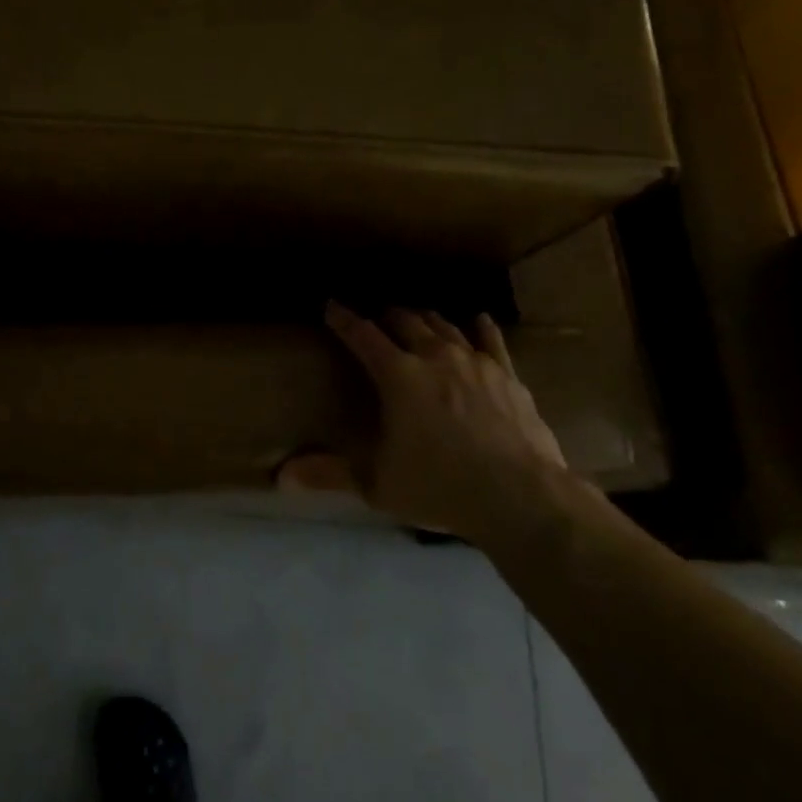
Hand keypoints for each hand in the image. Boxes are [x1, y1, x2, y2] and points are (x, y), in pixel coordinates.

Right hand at [313, 303, 576, 547]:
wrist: (520, 496)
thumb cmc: (440, 487)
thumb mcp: (377, 484)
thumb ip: (330, 474)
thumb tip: (281, 477)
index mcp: (398, 376)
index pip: (363, 336)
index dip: (344, 319)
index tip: (332, 305)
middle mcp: (434, 357)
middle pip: (405, 322)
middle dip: (386, 315)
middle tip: (376, 317)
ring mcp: (475, 363)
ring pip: (444, 326)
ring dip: (426, 319)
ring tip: (417, 318)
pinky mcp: (507, 375)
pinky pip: (491, 340)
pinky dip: (480, 327)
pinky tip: (478, 319)